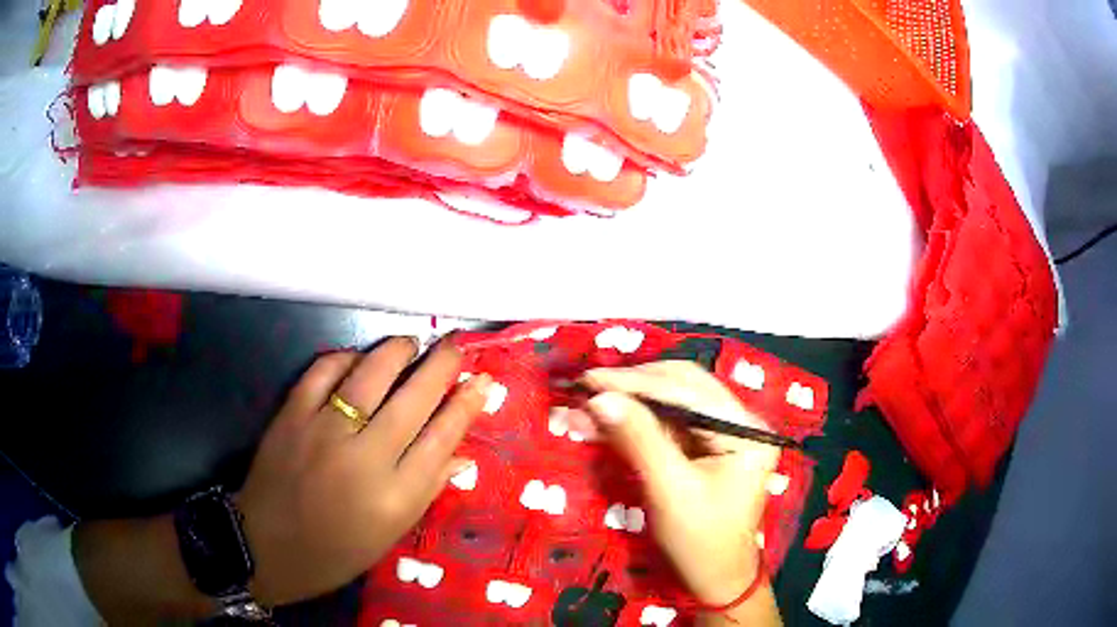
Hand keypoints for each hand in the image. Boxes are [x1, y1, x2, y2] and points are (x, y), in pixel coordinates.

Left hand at [236, 338, 491, 605]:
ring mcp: (324, 432)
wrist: (267, 545)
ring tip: (411, 343)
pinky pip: (322, 372)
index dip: (465, 405)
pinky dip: (343, 358)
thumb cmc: (337, 550)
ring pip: (369, 377)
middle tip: (455, 346)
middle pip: (413, 400)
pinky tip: (356, 357)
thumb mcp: (390, 532)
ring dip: (396, 352)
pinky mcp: (291, 415)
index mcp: (395, 497)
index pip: (441, 438)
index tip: (482, 381)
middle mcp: (365, 459)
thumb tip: (462, 455)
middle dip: (441, 367)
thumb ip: (426, 490)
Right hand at [571, 361, 779, 613]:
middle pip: (684, 387)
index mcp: (747, 431)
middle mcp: (741, 422)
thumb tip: (600, 398)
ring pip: (674, 402)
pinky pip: (669, 424)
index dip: (637, 383)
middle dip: (634, 387)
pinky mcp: (708, 446)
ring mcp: (726, 433)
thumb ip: (639, 440)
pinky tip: (607, 422)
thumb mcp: (670, 491)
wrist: (715, 579)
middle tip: (588, 388)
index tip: (590, 379)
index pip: (689, 392)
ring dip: (631, 402)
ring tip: (588, 404)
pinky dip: (637, 422)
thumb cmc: (700, 542)